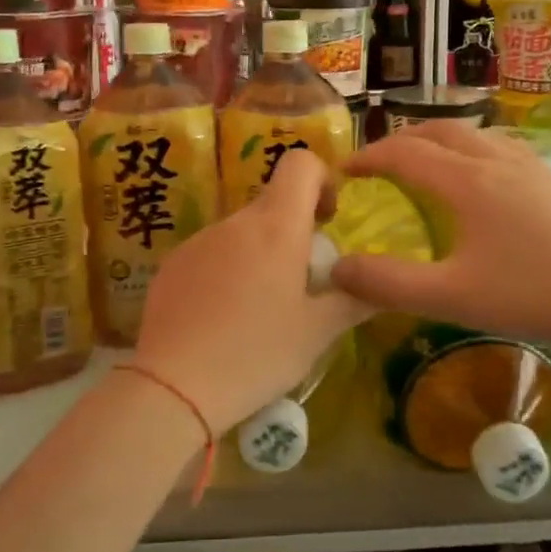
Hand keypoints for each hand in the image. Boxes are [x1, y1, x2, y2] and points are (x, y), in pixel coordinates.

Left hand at [134, 148, 367, 433]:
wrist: (173, 387)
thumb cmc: (257, 354)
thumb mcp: (318, 333)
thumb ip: (354, 299)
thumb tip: (378, 284)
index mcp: (276, 227)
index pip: (300, 164)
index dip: (321, 179)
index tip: (327, 220)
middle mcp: (234, 222)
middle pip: (272, 204)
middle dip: (294, 231)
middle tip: (302, 284)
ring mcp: (197, 241)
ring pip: (241, 233)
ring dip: (259, 255)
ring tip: (259, 311)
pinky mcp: (171, 265)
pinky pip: (210, 254)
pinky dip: (226, 272)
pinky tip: (222, 320)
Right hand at [329, 123, 550, 353]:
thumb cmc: (532, 294)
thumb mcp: (451, 296)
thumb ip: (389, 284)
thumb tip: (336, 269)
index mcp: (466, 181)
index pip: (404, 154)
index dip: (368, 157)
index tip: (343, 171)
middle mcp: (495, 161)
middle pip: (439, 131)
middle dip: (401, 141)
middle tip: (378, 163)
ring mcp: (529, 167)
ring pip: (473, 134)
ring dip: (437, 140)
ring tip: (423, 162)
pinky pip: (499, 146)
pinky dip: (470, 149)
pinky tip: (480, 175)